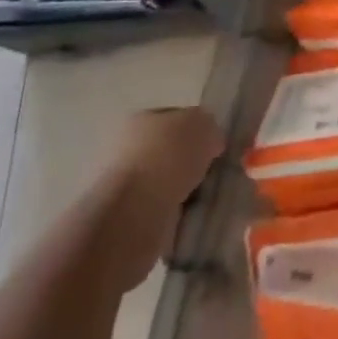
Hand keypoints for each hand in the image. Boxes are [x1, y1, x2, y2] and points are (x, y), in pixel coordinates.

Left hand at [101, 107, 224, 287]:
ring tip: (204, 199)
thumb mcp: (203, 125)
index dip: (198, 129)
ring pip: (164, 183)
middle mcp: (125, 148)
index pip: (175, 117)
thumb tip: (210, 142)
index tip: (215, 146)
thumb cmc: (167, 157)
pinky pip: (159, 212)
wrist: (133, 214)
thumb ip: (209, 127)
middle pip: (168, 151)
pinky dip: (174, 216)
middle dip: (189, 162)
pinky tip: (189, 218)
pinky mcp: (124, 221)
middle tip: (212, 173)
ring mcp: (122, 186)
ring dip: (182, 191)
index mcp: (140, 119)